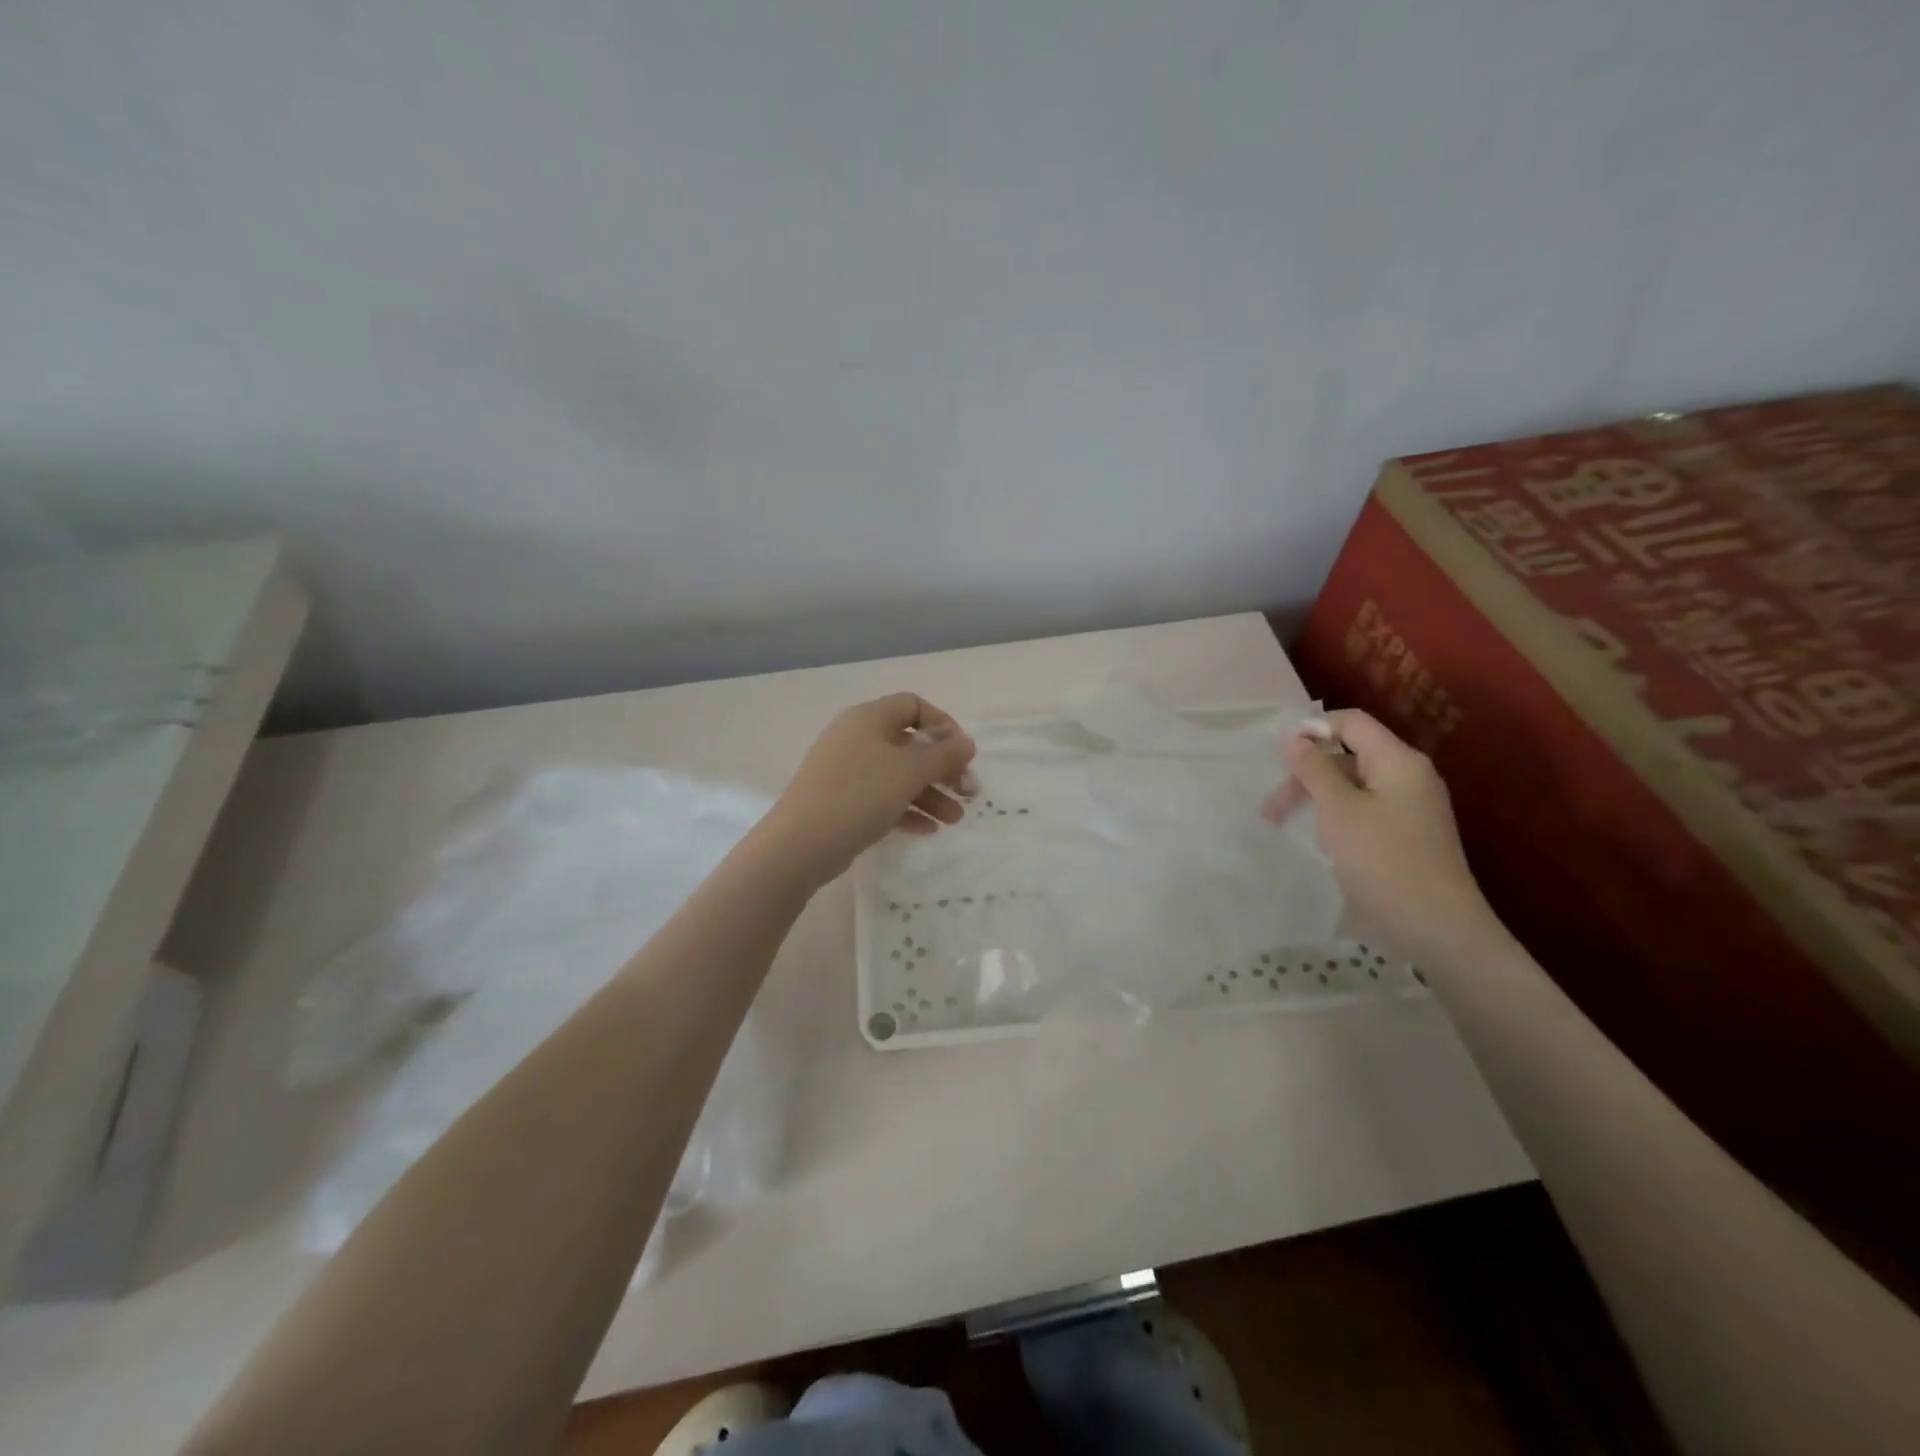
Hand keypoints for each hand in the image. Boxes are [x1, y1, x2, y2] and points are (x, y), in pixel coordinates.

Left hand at [758, 693, 977, 885]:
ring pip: (898, 775)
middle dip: (943, 768)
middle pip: (909, 744)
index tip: (963, 753)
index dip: (943, 725)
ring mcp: (847, 771)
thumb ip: (943, 755)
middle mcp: (856, 738)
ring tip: (956, 819)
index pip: (913, 706)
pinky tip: (929, 829)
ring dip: (930, 794)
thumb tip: (966, 742)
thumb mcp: (908, 772)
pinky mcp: (842, 802)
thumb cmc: (858, 795)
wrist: (800, 844)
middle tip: (969, 793)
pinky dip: (907, 809)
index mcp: (868, 718)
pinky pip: (882, 798)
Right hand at [1264, 709, 1499, 958]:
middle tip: (1271, 808)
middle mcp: (1408, 776)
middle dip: (1306, 773)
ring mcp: (1410, 807)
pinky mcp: (1406, 834)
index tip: (1277, 758)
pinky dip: (1336, 816)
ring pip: (1352, 785)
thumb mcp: (1339, 809)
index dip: (1312, 730)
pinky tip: (1321, 840)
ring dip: (1316, 797)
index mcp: (1398, 760)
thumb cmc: (1383, 860)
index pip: (1351, 723)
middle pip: (1348, 754)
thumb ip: (1314, 769)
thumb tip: (1293, 738)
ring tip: (1285, 825)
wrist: (1437, 927)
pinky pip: (1364, 809)